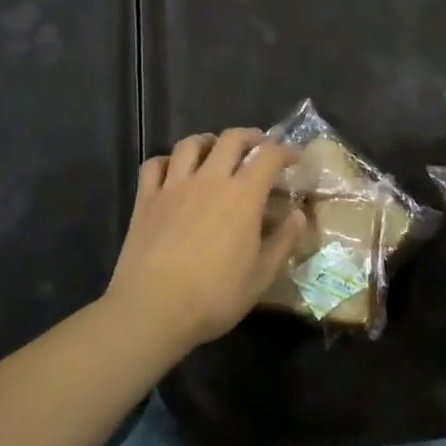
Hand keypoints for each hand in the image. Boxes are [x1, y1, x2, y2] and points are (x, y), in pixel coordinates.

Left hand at [104, 129, 303, 350]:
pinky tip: (173, 171)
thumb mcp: (261, 277)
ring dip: (207, 141)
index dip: (285, 151)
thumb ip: (283, 241)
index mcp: (243, 196)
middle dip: (250, 136)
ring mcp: (174, 186)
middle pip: (231, 139)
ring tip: (215, 151)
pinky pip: (155, 164)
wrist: (153, 309)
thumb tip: (299, 215)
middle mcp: (210, 180)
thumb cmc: (214, 296)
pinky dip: (167, 160)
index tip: (293, 157)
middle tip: (258, 148)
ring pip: (190, 144)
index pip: (269, 156)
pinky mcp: (146, 198)